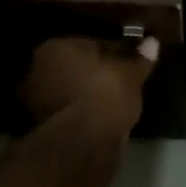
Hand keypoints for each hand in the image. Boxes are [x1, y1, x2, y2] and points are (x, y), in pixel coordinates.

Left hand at [21, 35, 159, 132]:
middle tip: (118, 85)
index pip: (91, 44)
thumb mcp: (131, 75)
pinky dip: (78, 115)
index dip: (113, 54)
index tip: (129, 65)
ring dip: (84, 96)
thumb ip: (140, 58)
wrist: (81, 144)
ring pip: (68, 91)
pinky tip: (96, 122)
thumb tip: (151, 42)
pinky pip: (66, 113)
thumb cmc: (105, 96)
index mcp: (56, 46)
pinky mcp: (37, 127)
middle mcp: (37, 68)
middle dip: (93, 74)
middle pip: (74, 67)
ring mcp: (33, 99)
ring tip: (110, 106)